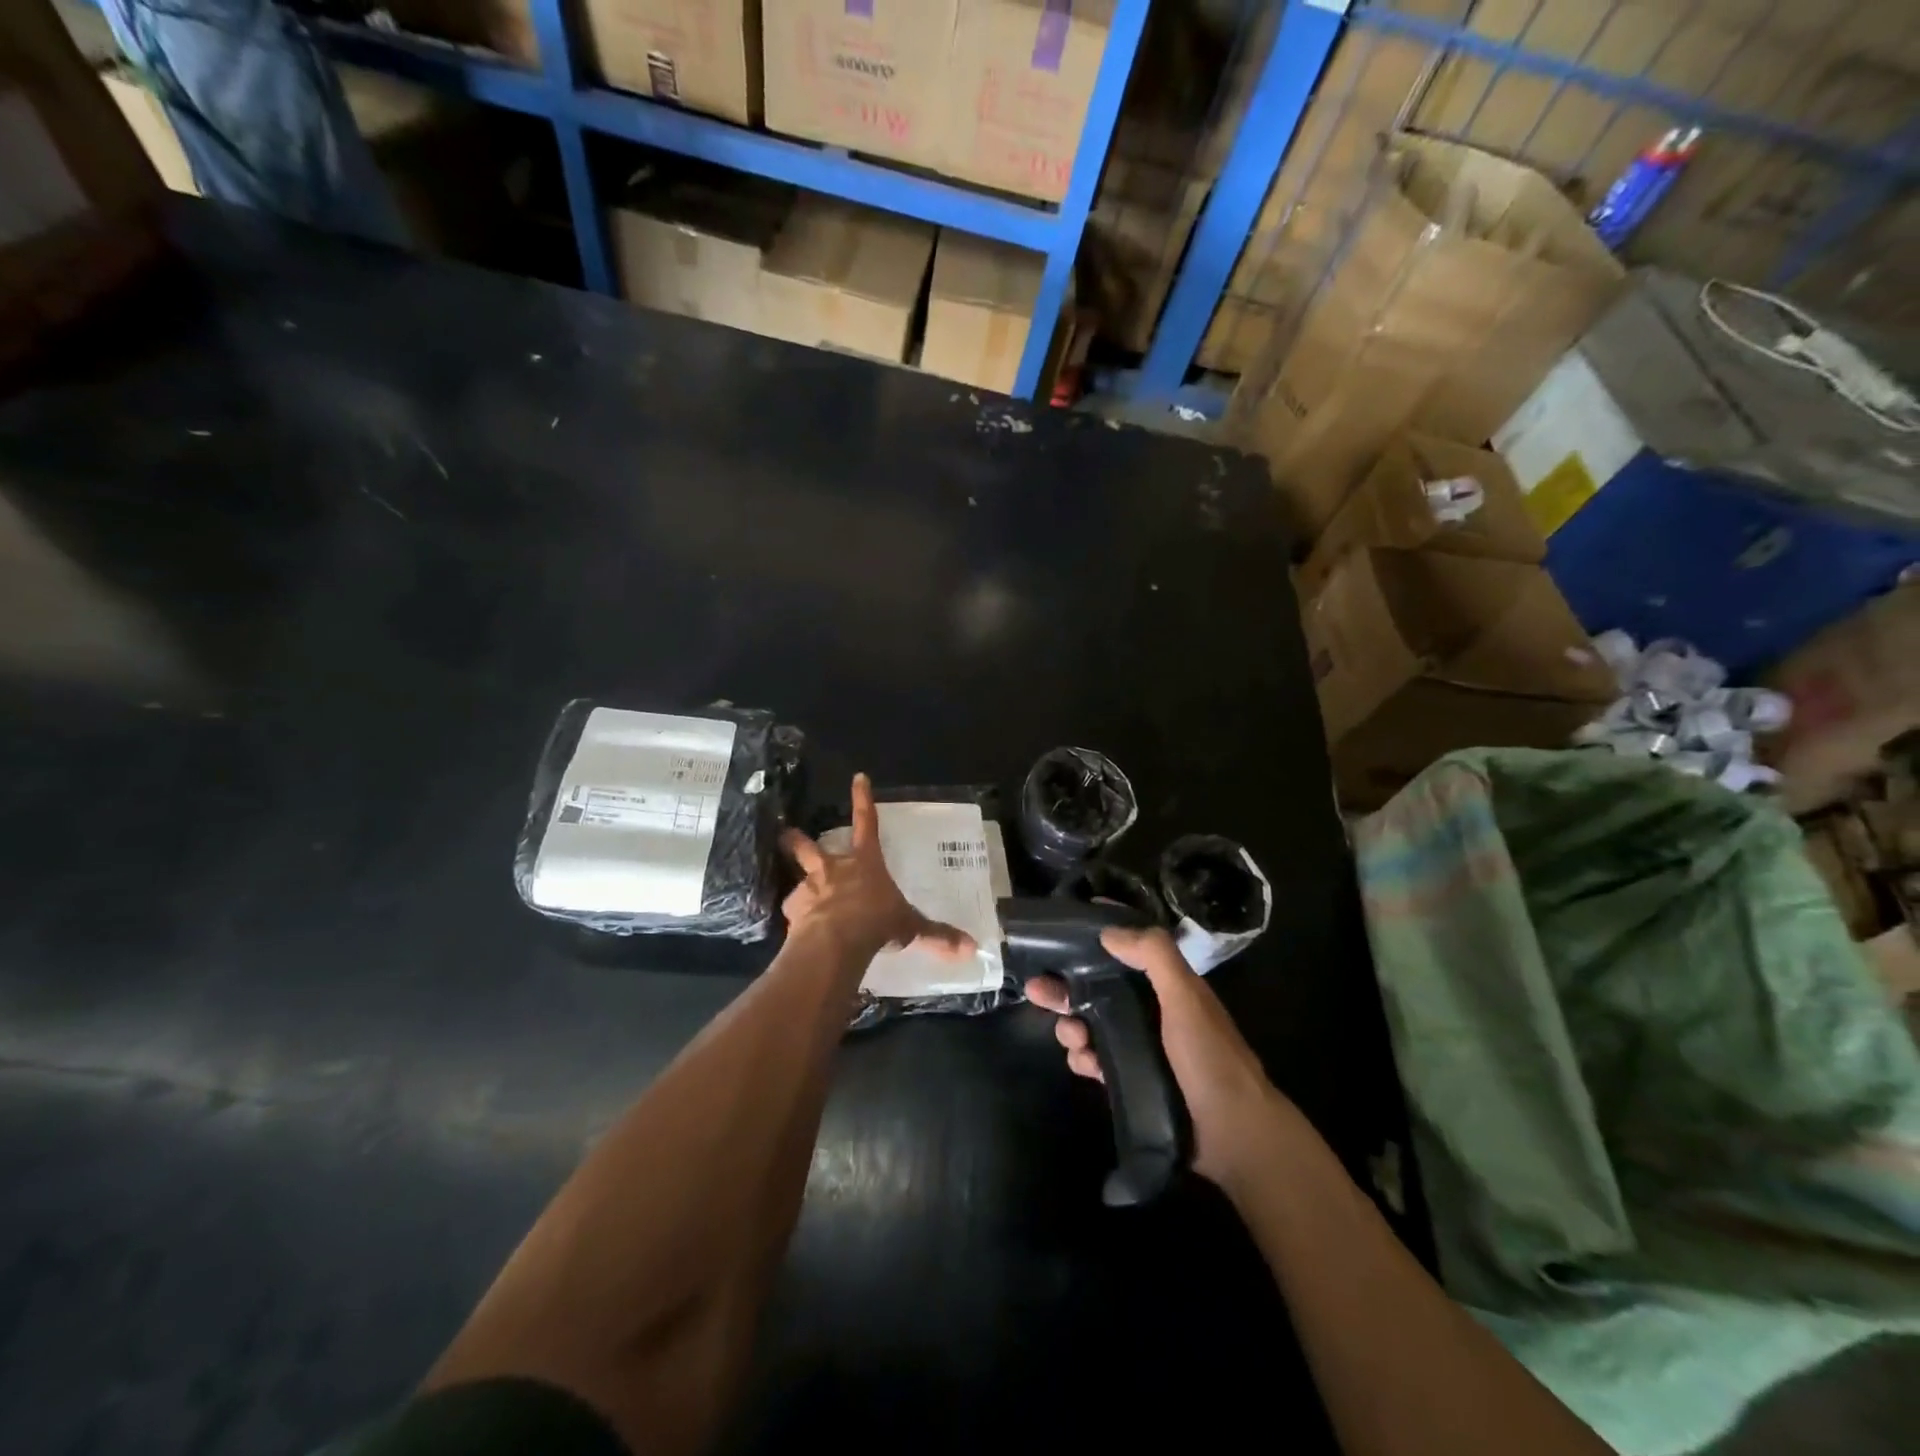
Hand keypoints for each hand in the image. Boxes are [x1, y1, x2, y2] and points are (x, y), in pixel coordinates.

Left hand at [781, 774, 976, 961]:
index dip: (863, 799)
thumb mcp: (910, 927)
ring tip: (795, 898)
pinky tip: (798, 931)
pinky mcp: (793, 911)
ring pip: (797, 879)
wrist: (836, 942)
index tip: (858, 777)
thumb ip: (937, 936)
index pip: (867, 823)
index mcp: (865, 863)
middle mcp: (834, 869)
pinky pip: (793, 912)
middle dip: (796, 840)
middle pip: (809, 847)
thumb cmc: (877, 922)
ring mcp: (810, 888)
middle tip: (786, 834)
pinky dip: (795, 919)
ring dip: (798, 886)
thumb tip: (971, 948)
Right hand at [1025, 926, 1295, 1188]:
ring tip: (1071, 1037)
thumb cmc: (1210, 1057)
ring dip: (1071, 1026)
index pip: (1127, 949)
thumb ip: (1154, 957)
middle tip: (1035, 990)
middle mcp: (1151, 1010)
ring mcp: (1140, 1046)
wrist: (1234, 1136)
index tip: (1061, 931)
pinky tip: (1083, 1062)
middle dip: (1065, 987)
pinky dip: (1083, 1058)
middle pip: (1098, 988)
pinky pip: (1095, 1060)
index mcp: (1167, 985)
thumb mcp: (1186, 997)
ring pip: (1091, 1024)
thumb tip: (1108, 931)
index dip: (1096, 937)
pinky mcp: (1130, 1079)